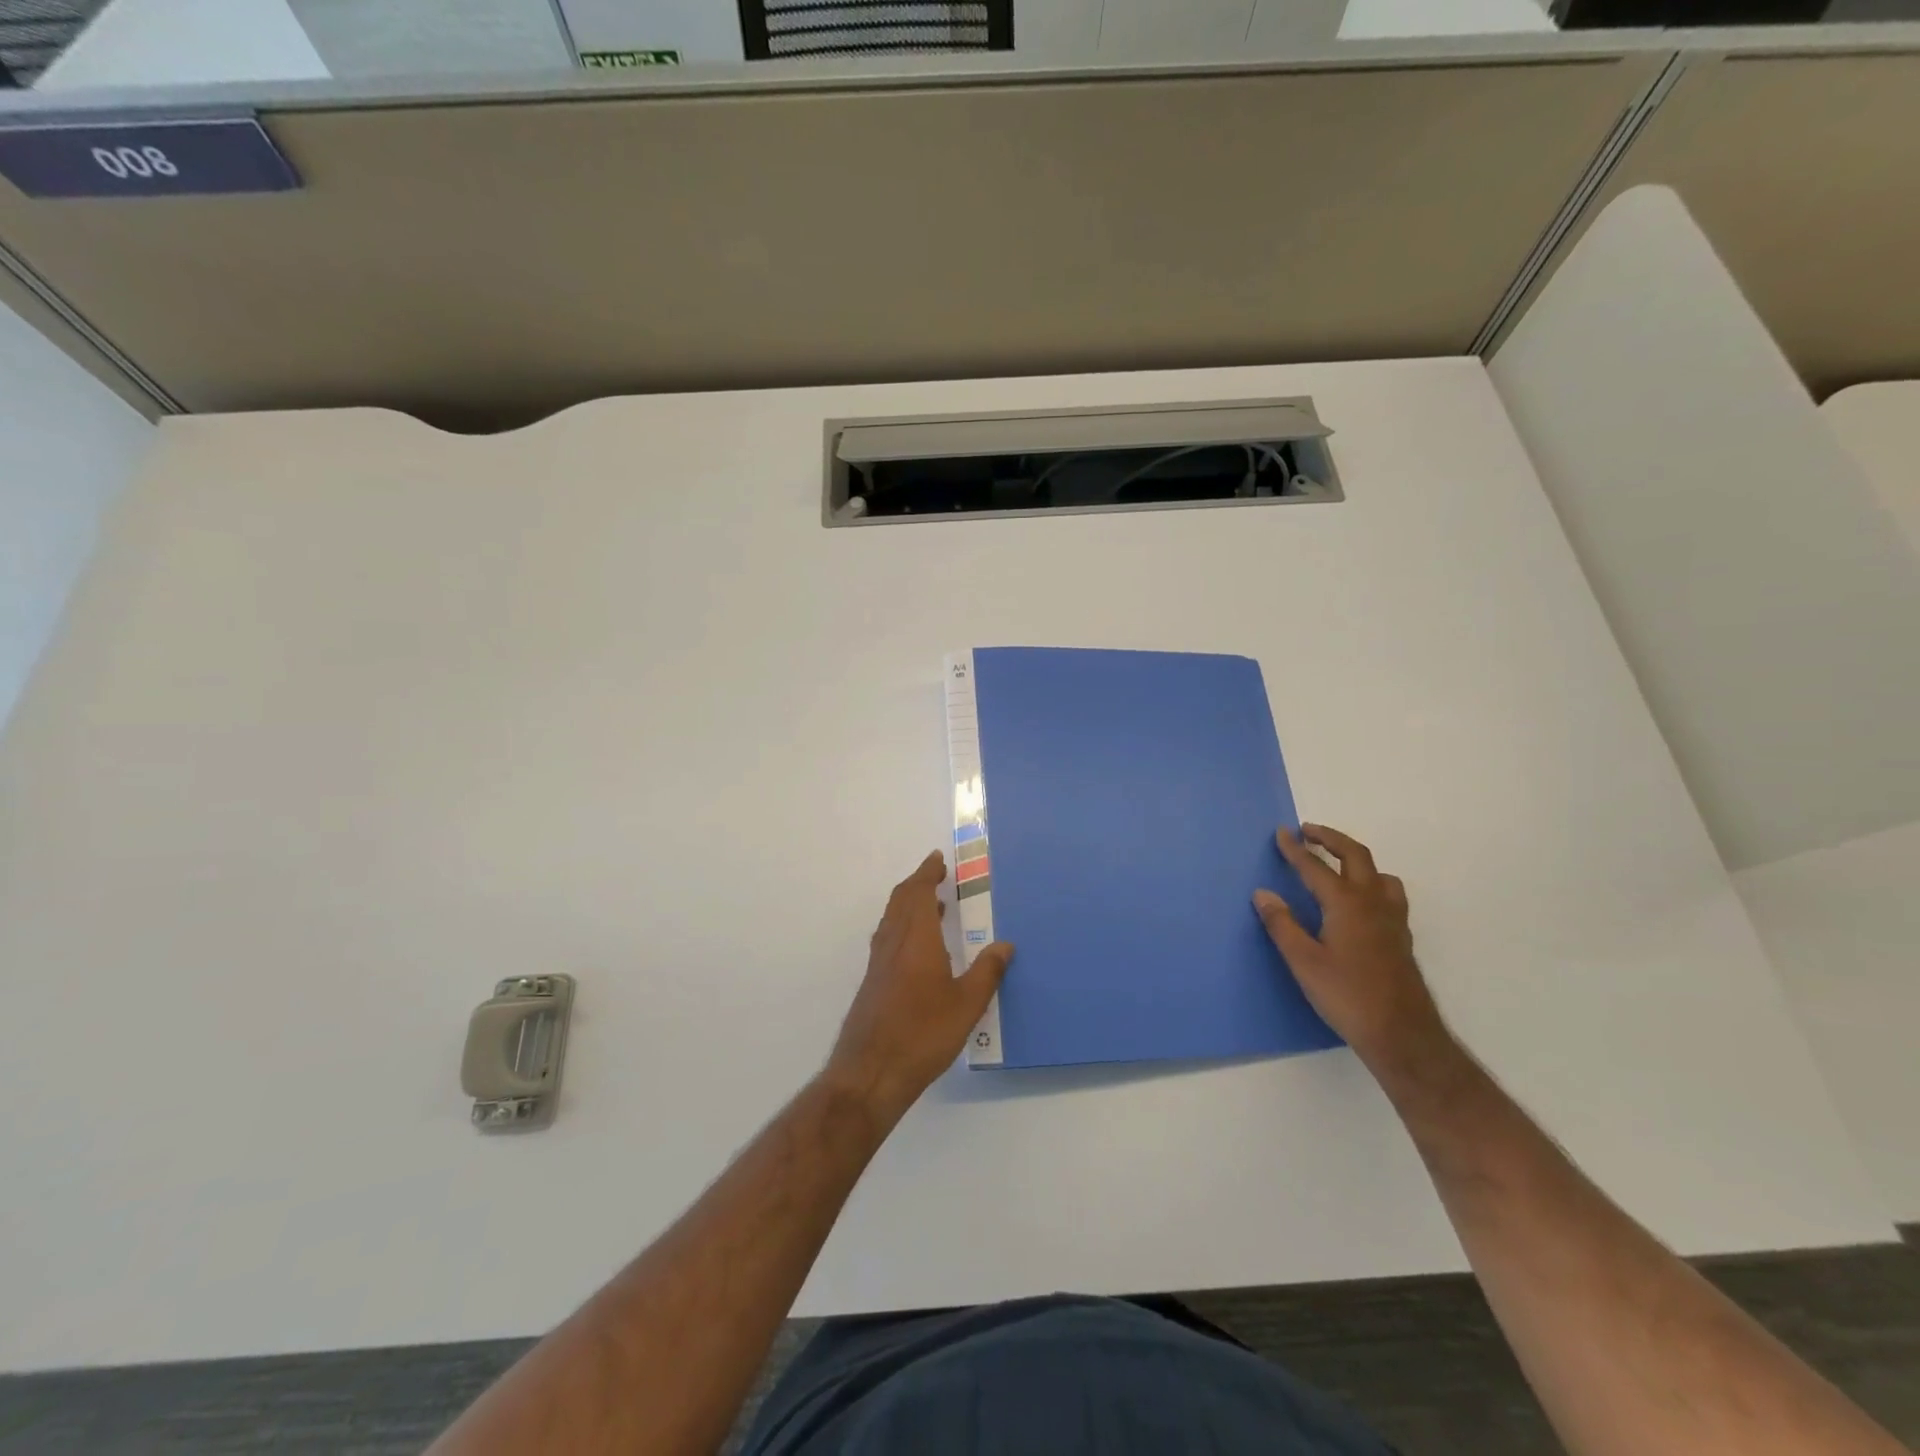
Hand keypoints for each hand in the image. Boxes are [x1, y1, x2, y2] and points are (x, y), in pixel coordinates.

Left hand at [824, 851, 1013, 1127]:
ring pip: (892, 919)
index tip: (937, 859)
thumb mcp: (966, 1005)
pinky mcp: (873, 982)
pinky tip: (919, 948)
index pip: (918, 892)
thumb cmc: (922, 1034)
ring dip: (910, 904)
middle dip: (918, 883)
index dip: (927, 873)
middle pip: (901, 900)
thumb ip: (987, 972)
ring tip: (934, 906)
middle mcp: (893, 942)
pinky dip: (903, 926)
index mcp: (916, 938)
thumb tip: (1005, 945)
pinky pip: (888, 938)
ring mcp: (879, 963)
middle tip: (937, 876)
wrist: (870, 1072)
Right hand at [1253, 825, 1451, 1081]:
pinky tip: (1361, 902)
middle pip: (1355, 856)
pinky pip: (1388, 894)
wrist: (1402, 1033)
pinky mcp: (1400, 937)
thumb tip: (1263, 893)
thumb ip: (1282, 924)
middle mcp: (1372, 902)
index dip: (1296, 849)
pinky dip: (1371, 882)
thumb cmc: (1347, 996)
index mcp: (1346, 903)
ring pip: (1379, 874)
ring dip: (1356, 859)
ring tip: (1338, 863)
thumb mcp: (1303, 961)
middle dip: (1331, 839)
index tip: (1282, 832)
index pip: (1316, 867)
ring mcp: (1392, 919)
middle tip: (1309, 831)